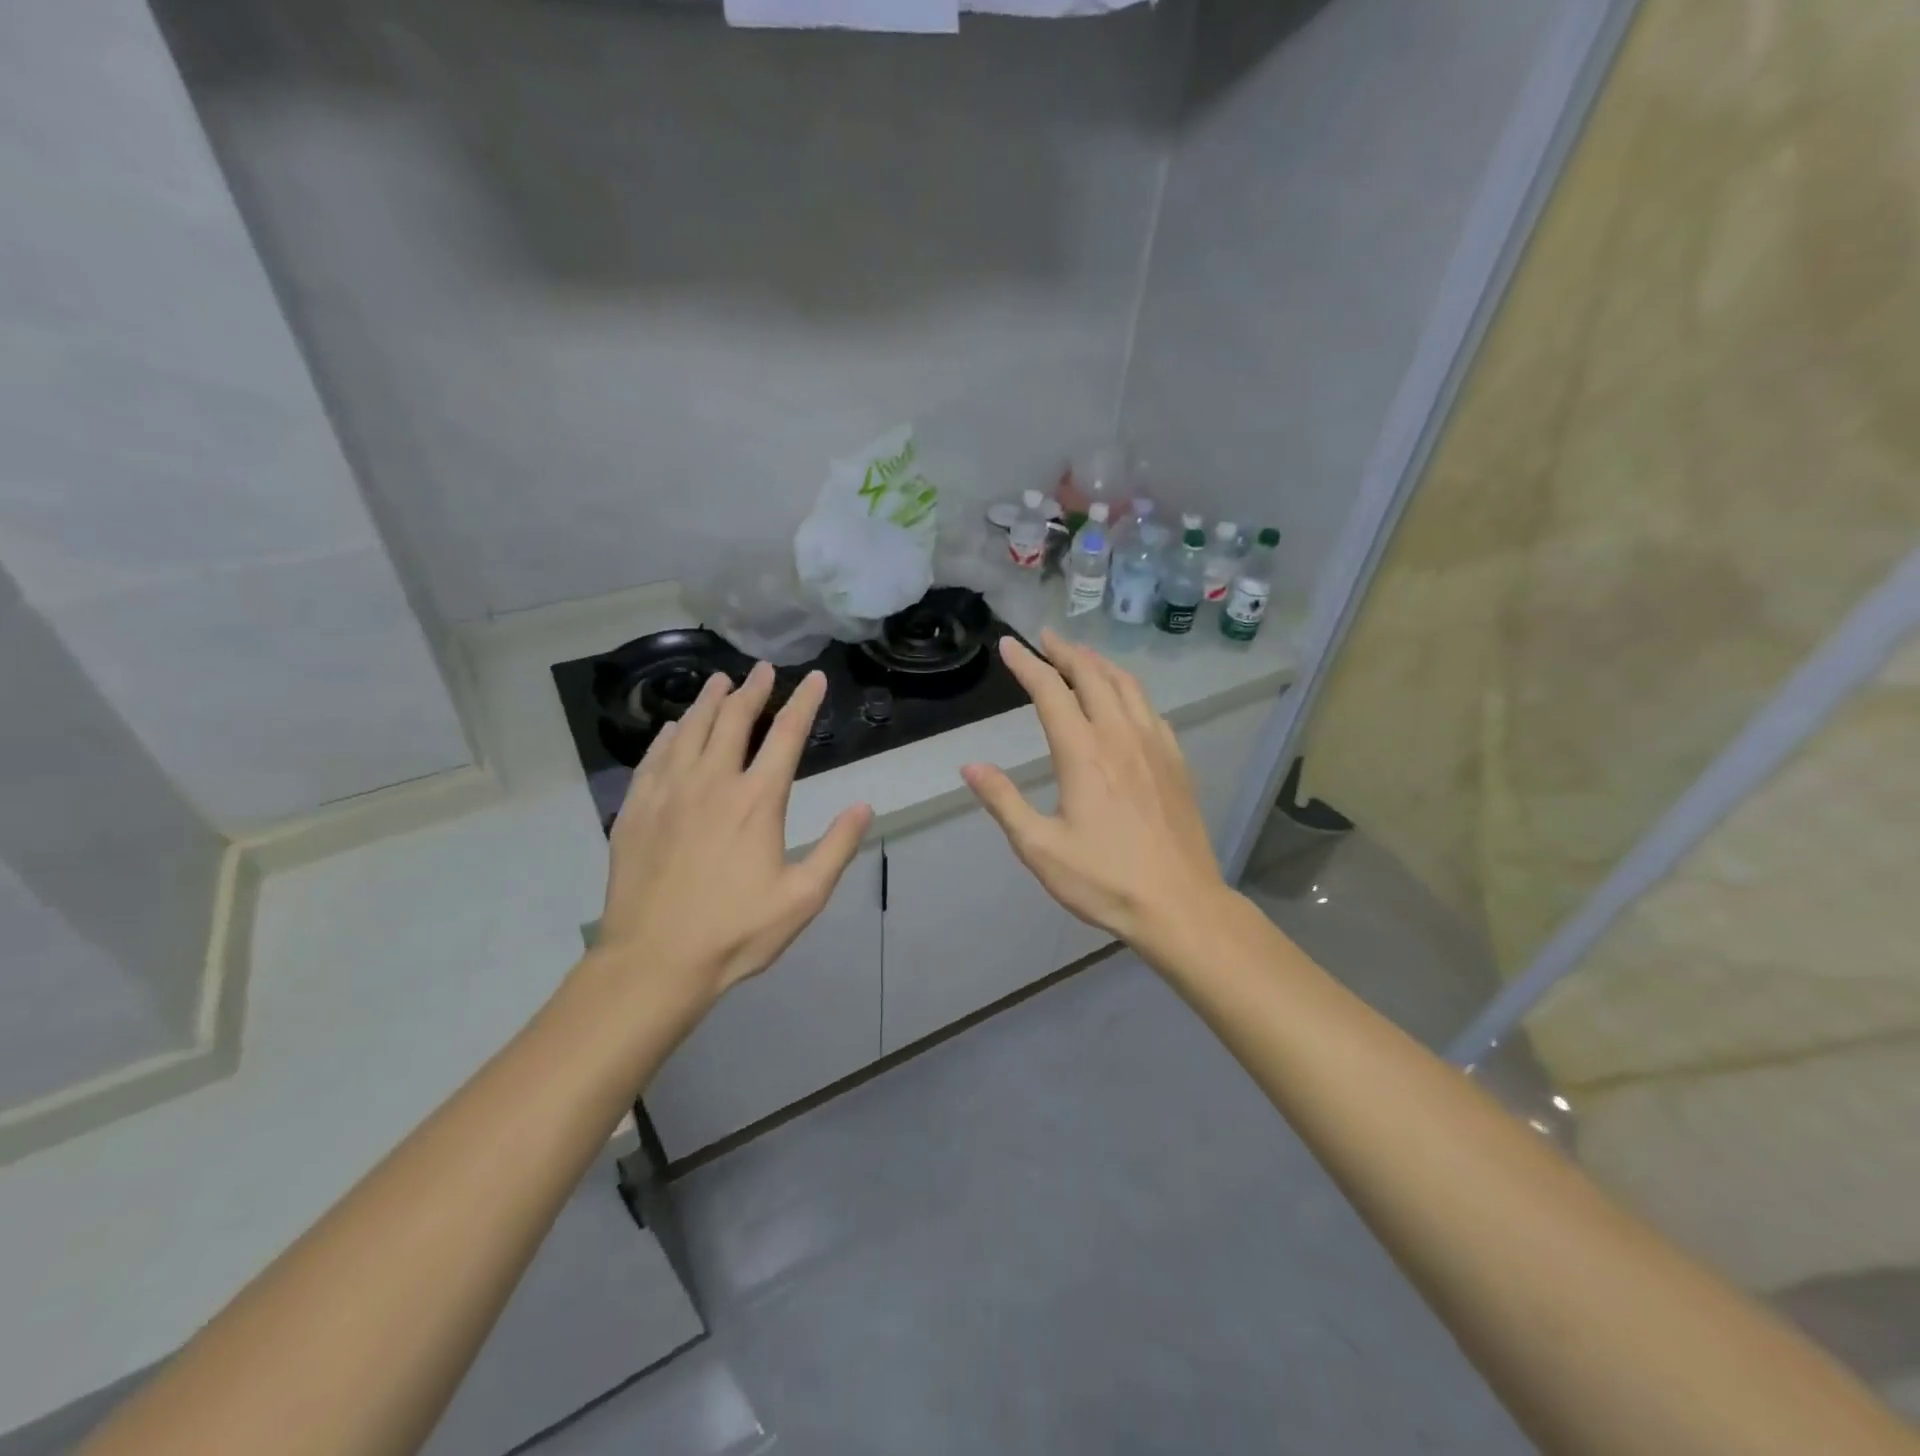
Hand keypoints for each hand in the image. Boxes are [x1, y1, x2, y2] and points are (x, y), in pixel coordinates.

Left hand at [595, 663, 872, 1008]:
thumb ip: (836, 847)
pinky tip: (673, 728)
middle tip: (763, 669)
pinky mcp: (636, 810)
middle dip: (753, 690)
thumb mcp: (803, 898)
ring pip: (690, 730)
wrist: (655, 961)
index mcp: (757, 801)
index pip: (786, 735)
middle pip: (734, 721)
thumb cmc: (736, 932)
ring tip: (721, 682)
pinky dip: (668, 735)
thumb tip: (863, 806)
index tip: (813, 678)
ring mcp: (668, 793)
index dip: (803, 702)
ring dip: (709, 702)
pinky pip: (654, 757)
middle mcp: (712, 783)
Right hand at [961, 630, 1232, 956]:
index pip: (1050, 691)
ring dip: (1100, 664)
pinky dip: (1130, 691)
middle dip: (1066, 652)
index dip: (1027, 664)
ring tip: (1081, 657)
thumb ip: (1004, 802)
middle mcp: (1121, 736)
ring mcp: (1155, 745)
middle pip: (1092, 676)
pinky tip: (1125, 702)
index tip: (1010, 644)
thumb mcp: (1039, 848)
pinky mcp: (1176, 762)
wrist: (1179, 904)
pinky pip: (1151, 709)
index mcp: (1084, 753)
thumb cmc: (1104, 880)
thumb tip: (970, 766)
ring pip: (1127, 686)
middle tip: (1045, 639)